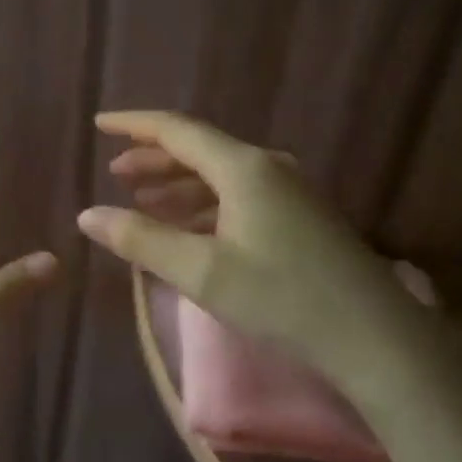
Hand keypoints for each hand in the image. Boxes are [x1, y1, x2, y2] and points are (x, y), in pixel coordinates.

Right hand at [79, 110, 432, 380]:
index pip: (177, 130)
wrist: (374, 337)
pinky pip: (239, 196)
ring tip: (144, 202)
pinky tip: (189, 228)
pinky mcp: (300, 218)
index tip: (100, 124)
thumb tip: (88, 215)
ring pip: (220, 175)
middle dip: (154, 159)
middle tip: (116, 174)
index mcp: (243, 167)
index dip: (134, 125)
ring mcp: (289, 191)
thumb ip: (141, 240)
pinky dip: (205, 205)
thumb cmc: (282, 298)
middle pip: (199, 149)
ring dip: (178, 185)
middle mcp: (267, 167)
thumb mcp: (201, 272)